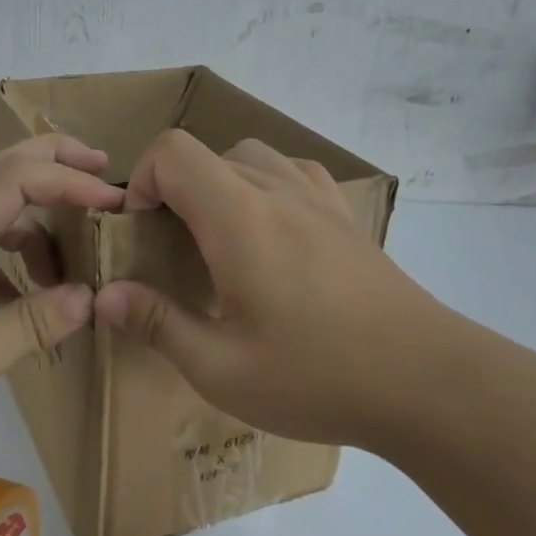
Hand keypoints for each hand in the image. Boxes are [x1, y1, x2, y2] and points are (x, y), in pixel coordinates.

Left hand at [0, 135, 122, 446]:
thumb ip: (34, 323)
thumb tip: (88, 298)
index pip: (21, 178)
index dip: (71, 182)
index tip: (113, 203)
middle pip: (2, 170)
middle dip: (54, 163)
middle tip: (101, 173)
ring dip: (35, 223)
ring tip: (71, 263)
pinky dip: (10, 260)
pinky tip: (24, 299)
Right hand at [93, 131, 481, 451]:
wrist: (429, 382)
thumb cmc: (318, 377)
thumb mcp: (221, 369)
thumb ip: (157, 324)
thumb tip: (106, 295)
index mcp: (239, 219)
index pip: (173, 152)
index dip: (142, 181)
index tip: (140, 233)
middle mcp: (278, 192)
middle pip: (208, 153)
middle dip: (174, 189)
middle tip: (172, 249)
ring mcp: (320, 200)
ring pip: (252, 157)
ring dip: (219, 184)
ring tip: (218, 240)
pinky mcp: (348, 218)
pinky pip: (294, 173)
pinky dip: (265, 187)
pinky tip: (271, 236)